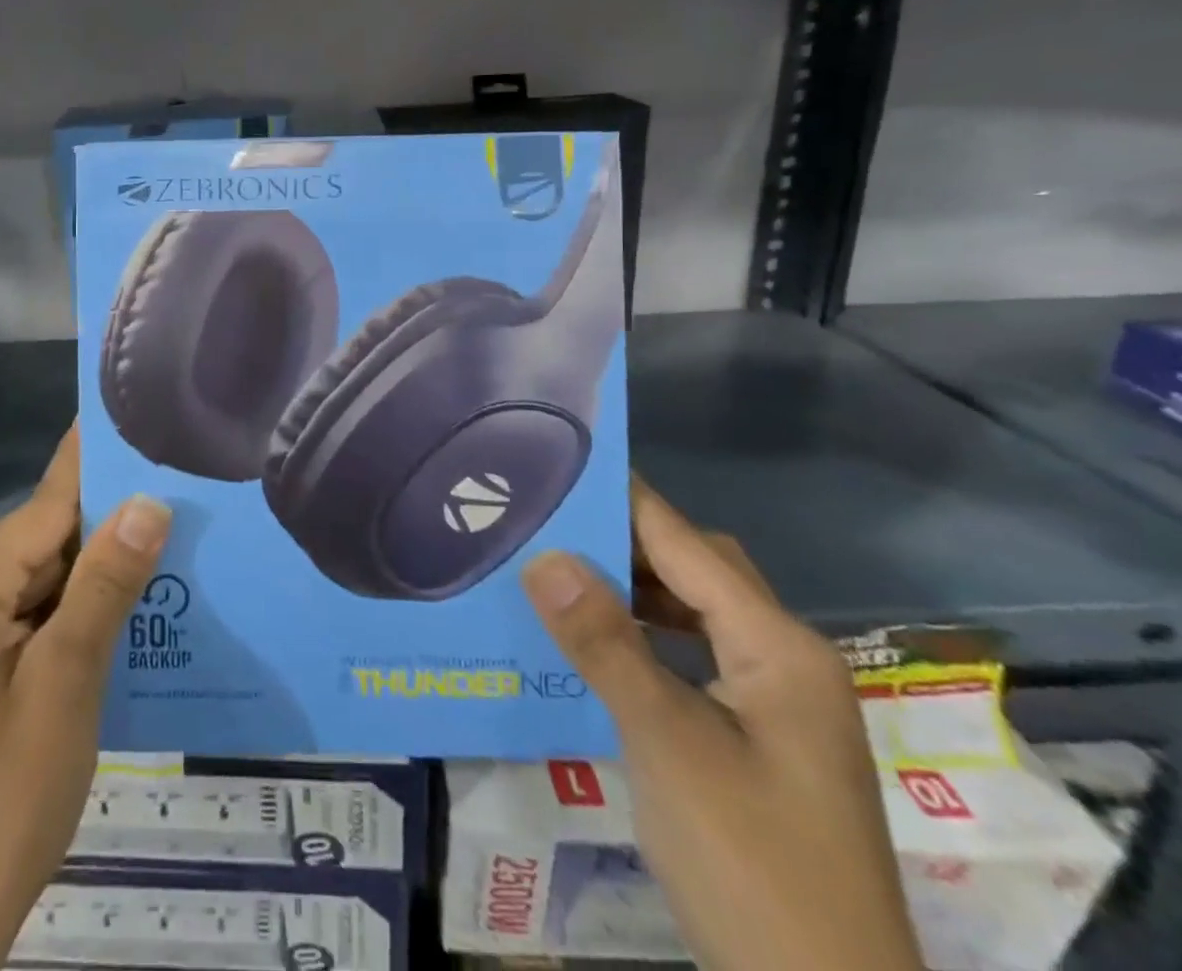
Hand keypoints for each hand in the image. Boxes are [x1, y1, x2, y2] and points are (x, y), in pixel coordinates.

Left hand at [0, 426, 171, 970]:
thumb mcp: (66, 690)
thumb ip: (104, 587)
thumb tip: (147, 502)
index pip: (43, 508)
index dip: (91, 466)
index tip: (122, 421)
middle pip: (24, 552)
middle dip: (91, 540)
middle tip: (160, 519)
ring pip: (7, 595)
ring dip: (66, 589)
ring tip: (133, 577)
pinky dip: (33, 627)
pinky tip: (75, 643)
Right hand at [522, 482, 922, 970]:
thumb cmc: (753, 865)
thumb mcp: (667, 744)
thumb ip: (605, 644)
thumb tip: (544, 554)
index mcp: (777, 646)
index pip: (685, 542)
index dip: (621, 498)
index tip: (555, 462)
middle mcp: (784, 659)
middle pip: (696, 568)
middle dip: (622, 538)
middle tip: (544, 521)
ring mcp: (775, 701)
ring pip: (694, 611)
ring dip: (631, 587)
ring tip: (556, 571)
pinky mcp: (758, 736)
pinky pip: (692, 653)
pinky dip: (643, 633)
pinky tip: (597, 644)